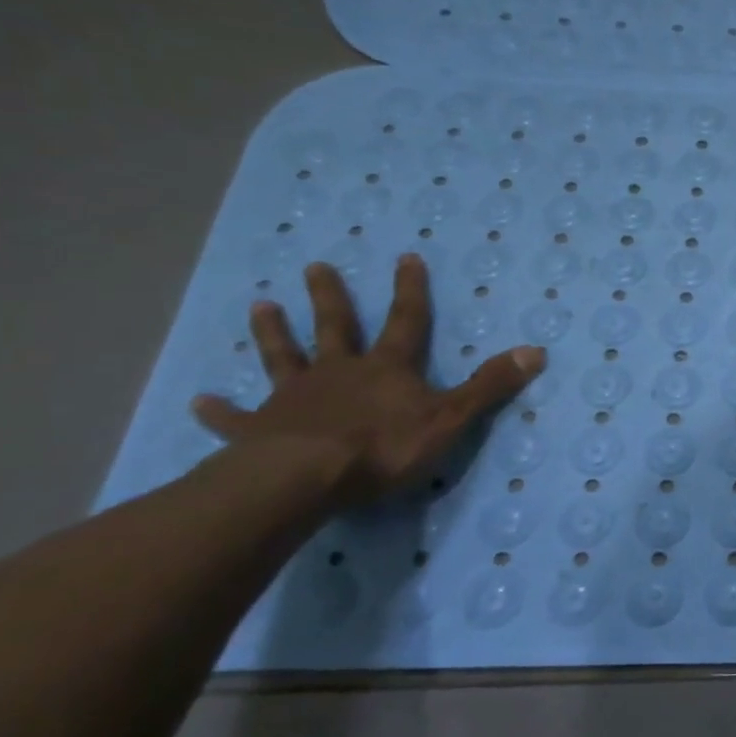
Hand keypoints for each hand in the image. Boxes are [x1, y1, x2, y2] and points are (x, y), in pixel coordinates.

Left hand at [191, 255, 544, 507]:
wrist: (304, 478)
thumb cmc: (384, 446)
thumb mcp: (451, 417)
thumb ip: (489, 385)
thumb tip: (535, 351)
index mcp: (386, 369)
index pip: (405, 321)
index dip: (409, 290)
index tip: (405, 258)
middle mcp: (339, 373)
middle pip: (335, 328)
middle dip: (330, 298)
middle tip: (315, 267)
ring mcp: (294, 398)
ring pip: (283, 358)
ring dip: (273, 334)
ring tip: (261, 307)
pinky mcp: (259, 430)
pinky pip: (237, 418)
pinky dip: (221, 411)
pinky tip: (200, 402)